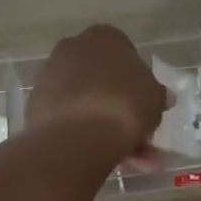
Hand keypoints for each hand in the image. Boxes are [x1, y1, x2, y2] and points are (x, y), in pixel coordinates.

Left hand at [26, 24, 169, 163]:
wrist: (76, 136)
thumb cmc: (124, 104)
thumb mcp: (155, 98)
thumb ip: (157, 94)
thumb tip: (162, 96)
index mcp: (103, 37)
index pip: (125, 53)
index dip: (139, 81)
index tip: (147, 104)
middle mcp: (72, 49)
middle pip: (105, 81)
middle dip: (125, 111)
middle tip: (143, 138)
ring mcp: (51, 77)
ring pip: (89, 104)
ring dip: (111, 130)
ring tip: (134, 164)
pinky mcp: (37, 106)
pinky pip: (72, 119)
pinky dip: (89, 136)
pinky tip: (109, 161)